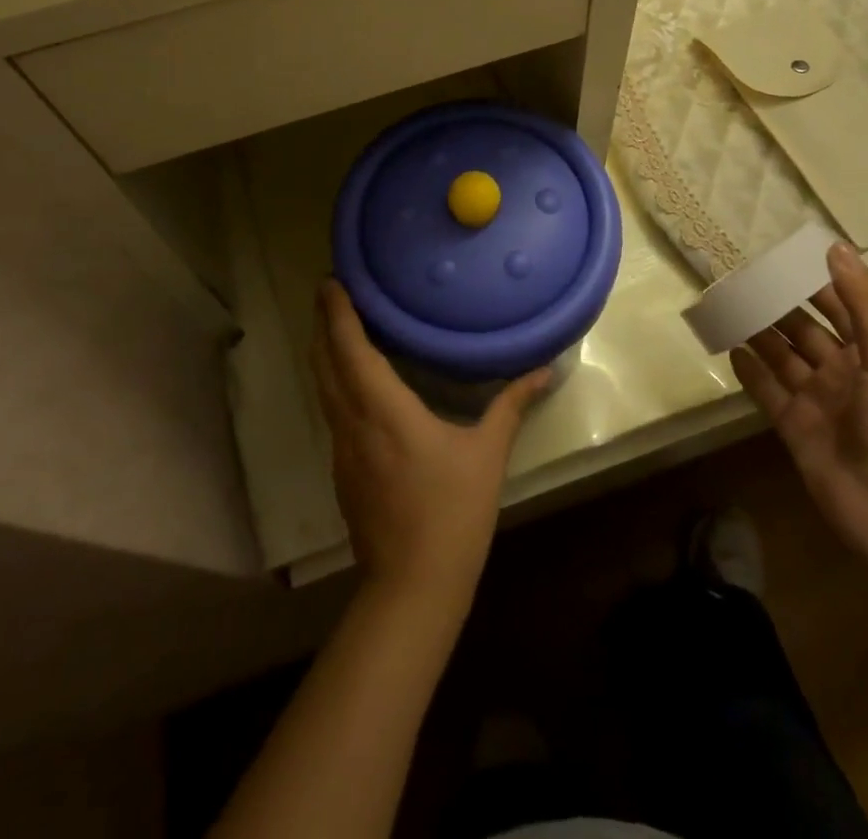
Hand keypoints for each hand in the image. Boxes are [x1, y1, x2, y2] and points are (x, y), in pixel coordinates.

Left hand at [309, 280, 549, 606]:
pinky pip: (332, 411)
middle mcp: (353, 423)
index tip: (331, 282)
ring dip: (324, 353)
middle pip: (325, 363)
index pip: (351, 350)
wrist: (412, 586)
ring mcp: (342, 449)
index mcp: (384, 411)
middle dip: (323, 324)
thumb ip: (511, 406)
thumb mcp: (487, 454)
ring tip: (335, 325)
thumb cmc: (453, 513)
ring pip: (324, 389)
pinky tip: (352, 382)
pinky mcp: (342, 470)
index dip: (338, 314)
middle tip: (330, 292)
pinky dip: (334, 382)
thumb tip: (544, 370)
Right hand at [730, 243, 867, 573]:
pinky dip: (750, 372)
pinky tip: (730, 349)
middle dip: (776, 305)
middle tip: (739, 278)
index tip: (779, 256)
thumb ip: (864, 305)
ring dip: (757, 333)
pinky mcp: (795, 430)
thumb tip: (835, 246)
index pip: (839, 307)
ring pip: (781, 357)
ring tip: (726, 305)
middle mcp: (844, 373)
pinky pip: (767, 392)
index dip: (813, 282)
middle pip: (803, 329)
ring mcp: (818, 403)